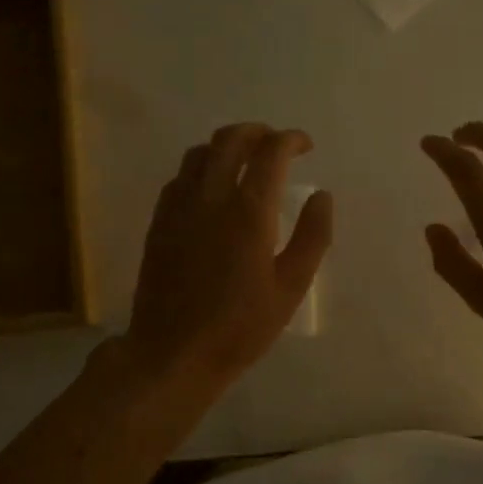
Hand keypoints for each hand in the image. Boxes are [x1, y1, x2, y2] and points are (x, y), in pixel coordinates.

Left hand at [124, 123, 332, 391]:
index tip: (305, 146)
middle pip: (231, 139)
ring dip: (227, 145)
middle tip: (277, 144)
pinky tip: (212, 188)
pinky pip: (180, 177)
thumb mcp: (291, 287)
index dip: (291, 140)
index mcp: (248, 212)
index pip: (271, 152)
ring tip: (246, 160)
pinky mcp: (159, 222)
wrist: (174, 352)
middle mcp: (210, 198)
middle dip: (258, 131)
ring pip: (200, 152)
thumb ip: (312, 236)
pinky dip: (202, 168)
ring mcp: (179, 207)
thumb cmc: (240, 327)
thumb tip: (322, 196)